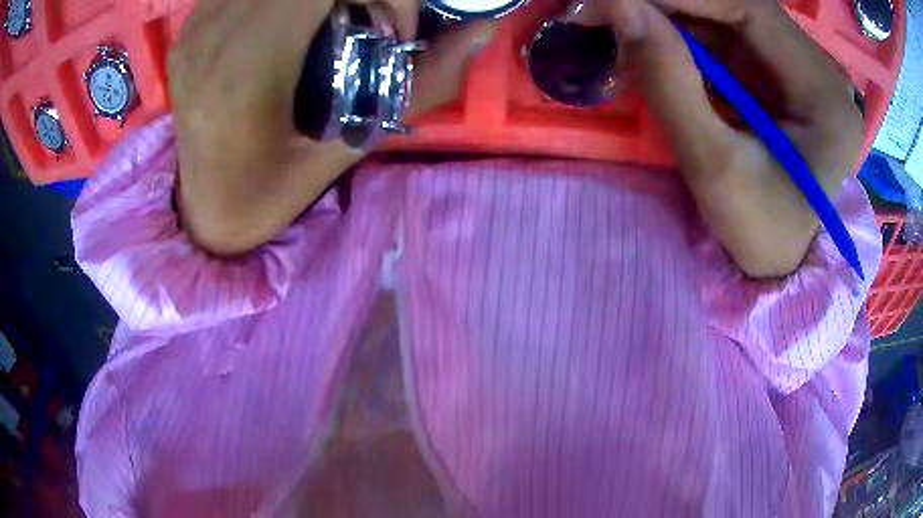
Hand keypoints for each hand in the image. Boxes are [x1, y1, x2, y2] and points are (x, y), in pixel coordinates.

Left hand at [169, 0, 494, 254]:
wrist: (203, 211)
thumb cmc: (272, 193)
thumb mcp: (353, 145)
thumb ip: (423, 84)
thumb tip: (483, 29)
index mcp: (246, 72)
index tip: (395, 25)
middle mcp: (211, 37)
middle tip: (367, 17)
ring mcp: (194, 29)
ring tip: (329, 18)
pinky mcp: (188, 27)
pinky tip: (290, 16)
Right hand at [573, 0, 861, 276]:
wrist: (779, 261)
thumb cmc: (759, 232)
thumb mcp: (715, 171)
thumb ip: (671, 83)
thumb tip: (618, 8)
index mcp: (824, 94)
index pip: (751, 8)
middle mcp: (817, 68)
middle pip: (736, 5)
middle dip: (668, 3)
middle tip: (604, 10)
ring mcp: (797, 66)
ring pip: (724, 15)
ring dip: (667, 15)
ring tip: (616, 25)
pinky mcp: (775, 73)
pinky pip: (722, 34)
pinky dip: (679, 32)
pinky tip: (647, 41)